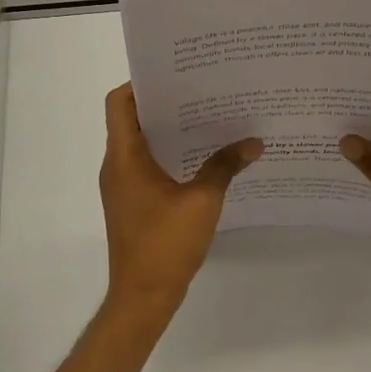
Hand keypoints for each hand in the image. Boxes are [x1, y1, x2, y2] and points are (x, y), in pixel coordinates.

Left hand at [99, 84, 262, 314]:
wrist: (143, 297)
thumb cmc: (165, 243)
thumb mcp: (202, 201)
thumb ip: (225, 166)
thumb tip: (254, 142)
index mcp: (124, 157)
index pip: (120, 102)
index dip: (141, 83)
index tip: (176, 74)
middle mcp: (117, 165)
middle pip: (132, 119)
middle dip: (165, 103)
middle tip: (202, 90)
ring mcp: (123, 186)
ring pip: (141, 143)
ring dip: (169, 130)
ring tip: (208, 118)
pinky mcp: (132, 203)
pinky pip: (147, 165)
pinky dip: (169, 154)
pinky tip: (202, 158)